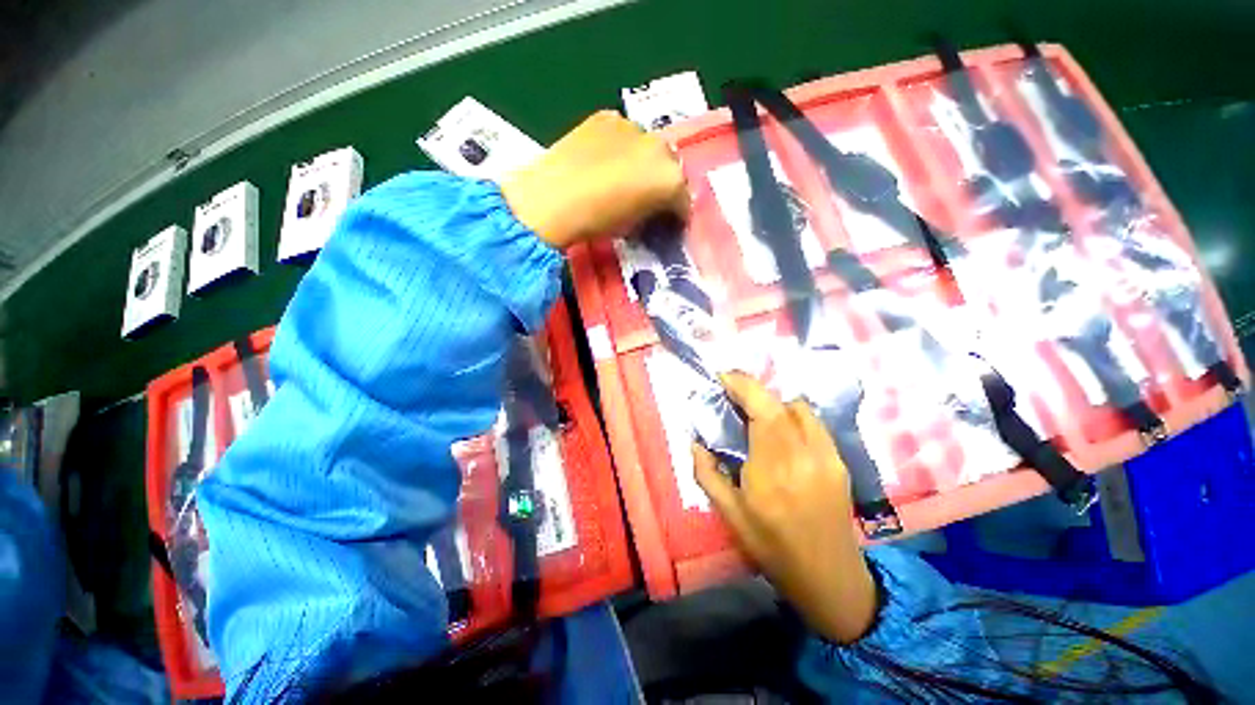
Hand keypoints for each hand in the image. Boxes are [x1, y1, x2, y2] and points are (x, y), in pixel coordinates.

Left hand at [501, 111, 687, 248]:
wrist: (552, 200)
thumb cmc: (596, 223)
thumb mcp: (633, 227)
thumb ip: (652, 215)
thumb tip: (654, 210)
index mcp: (670, 179)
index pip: (684, 199)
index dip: (677, 214)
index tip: (668, 223)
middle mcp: (660, 147)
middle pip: (672, 167)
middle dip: (664, 185)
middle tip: (649, 200)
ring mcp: (634, 127)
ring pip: (649, 147)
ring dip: (644, 163)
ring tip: (624, 179)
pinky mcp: (607, 117)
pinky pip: (624, 135)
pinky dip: (622, 148)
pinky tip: (605, 162)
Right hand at [694, 373, 878, 643]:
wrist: (829, 577)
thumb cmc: (772, 547)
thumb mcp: (729, 514)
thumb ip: (706, 473)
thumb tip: (695, 441)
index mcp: (772, 470)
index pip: (761, 411)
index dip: (743, 386)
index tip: (724, 378)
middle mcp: (803, 456)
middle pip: (780, 403)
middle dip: (753, 390)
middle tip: (733, 393)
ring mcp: (827, 457)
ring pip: (799, 409)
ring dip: (774, 403)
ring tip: (757, 413)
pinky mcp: (840, 461)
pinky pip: (814, 424)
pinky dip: (793, 416)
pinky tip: (782, 431)